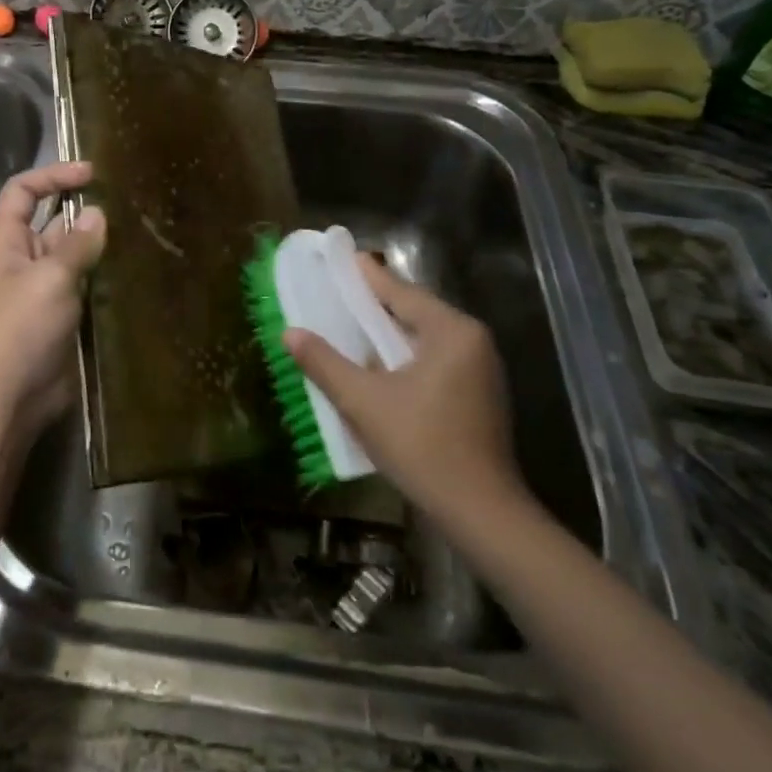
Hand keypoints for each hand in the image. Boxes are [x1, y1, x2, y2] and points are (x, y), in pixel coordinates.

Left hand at [0, 161, 106, 441]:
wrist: (10, 398)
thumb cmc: (21, 329)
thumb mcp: (50, 278)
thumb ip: (76, 244)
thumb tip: (96, 213)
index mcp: (6, 242)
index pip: (22, 192)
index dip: (52, 176)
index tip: (91, 173)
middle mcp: (23, 261)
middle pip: (50, 221)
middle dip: (82, 210)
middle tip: (125, 203)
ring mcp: (43, 290)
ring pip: (71, 254)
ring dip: (96, 244)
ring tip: (136, 231)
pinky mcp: (62, 316)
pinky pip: (83, 284)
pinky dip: (103, 274)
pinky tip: (132, 269)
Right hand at [284, 256, 524, 524]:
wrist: (481, 513)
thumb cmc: (422, 446)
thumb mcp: (364, 402)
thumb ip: (325, 363)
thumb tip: (290, 333)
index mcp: (452, 332)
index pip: (401, 291)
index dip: (367, 276)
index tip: (343, 257)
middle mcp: (472, 342)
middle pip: (415, 311)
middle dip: (376, 305)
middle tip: (339, 293)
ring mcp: (481, 370)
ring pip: (424, 338)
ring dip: (389, 333)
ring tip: (352, 326)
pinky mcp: (479, 396)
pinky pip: (435, 360)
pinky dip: (405, 356)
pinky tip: (380, 366)